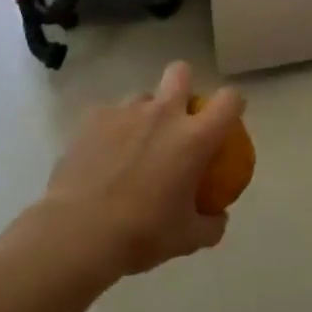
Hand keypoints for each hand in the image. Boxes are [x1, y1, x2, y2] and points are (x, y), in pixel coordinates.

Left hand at [40, 61, 240, 275]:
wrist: (78, 232)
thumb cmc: (140, 234)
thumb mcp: (187, 239)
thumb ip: (211, 225)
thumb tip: (219, 217)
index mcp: (194, 138)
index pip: (229, 100)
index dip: (233, 103)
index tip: (227, 118)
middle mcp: (163, 114)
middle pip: (180, 72)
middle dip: (183, 84)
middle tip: (178, 116)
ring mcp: (125, 112)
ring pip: (142, 96)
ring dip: (145, 113)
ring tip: (133, 145)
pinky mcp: (93, 118)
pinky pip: (110, 115)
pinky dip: (112, 131)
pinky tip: (102, 158)